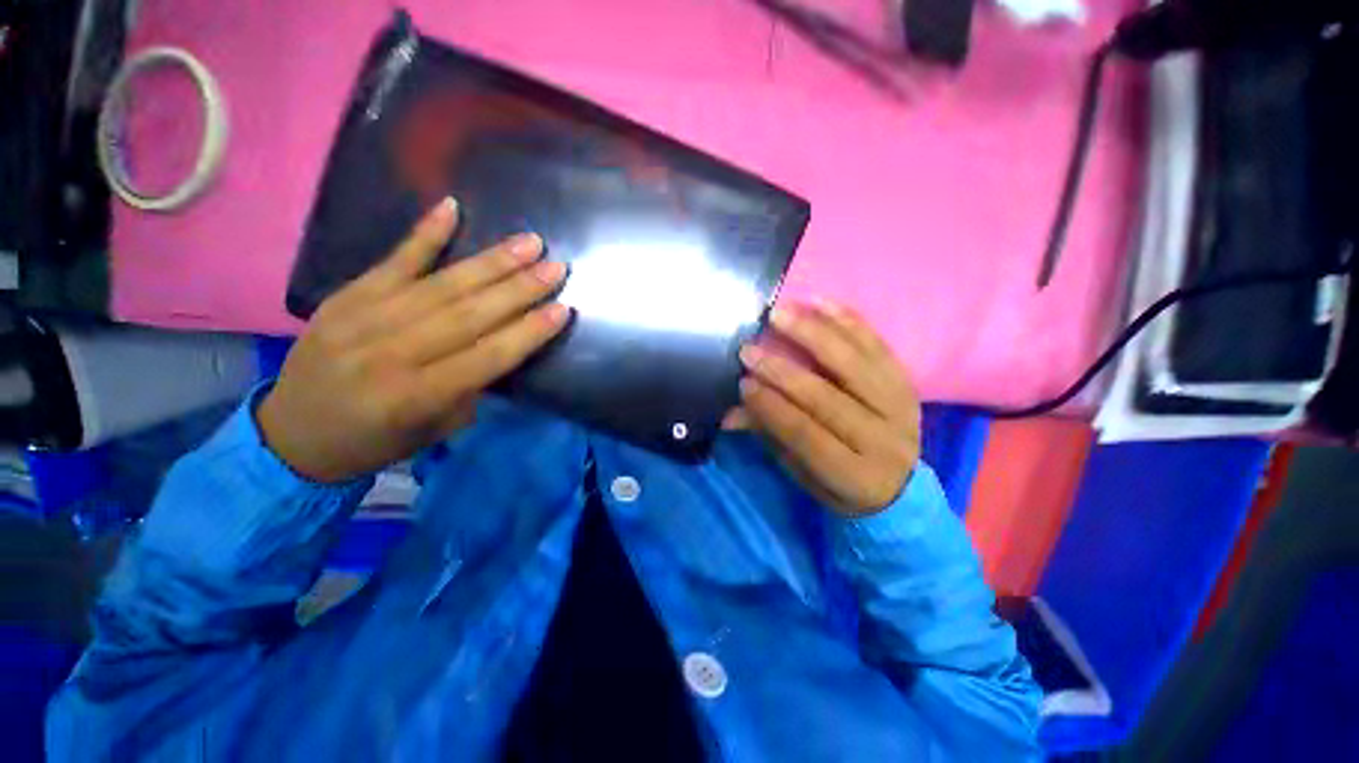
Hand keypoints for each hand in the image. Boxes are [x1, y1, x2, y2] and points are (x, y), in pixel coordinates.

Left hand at [257, 198, 569, 482]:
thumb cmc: (374, 441)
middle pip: (469, 314)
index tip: (563, 309)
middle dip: (519, 289)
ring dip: (491, 262)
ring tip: (529, 243)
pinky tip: (452, 207)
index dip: (528, 332)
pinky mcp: (346, 296)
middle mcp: (392, 353)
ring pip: (441, 284)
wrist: (291, 434)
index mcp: (416, 396)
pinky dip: (424, 234)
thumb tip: (500, 345)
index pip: (488, 356)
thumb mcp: (434, 430)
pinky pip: (391, 260)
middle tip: (556, 267)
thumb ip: (469, 388)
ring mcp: (364, 318)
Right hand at [723, 301, 920, 517]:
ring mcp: (901, 408)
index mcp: (855, 475)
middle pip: (828, 398)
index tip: (743, 382)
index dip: (772, 407)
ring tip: (781, 314)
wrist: (900, 487)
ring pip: (855, 364)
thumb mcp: (801, 473)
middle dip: (783, 371)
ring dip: (813, 334)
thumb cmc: (840, 486)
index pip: (806, 434)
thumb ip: (771, 436)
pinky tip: (820, 303)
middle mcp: (884, 440)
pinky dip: (848, 322)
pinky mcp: (907, 383)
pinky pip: (878, 346)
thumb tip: (729, 413)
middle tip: (750, 349)